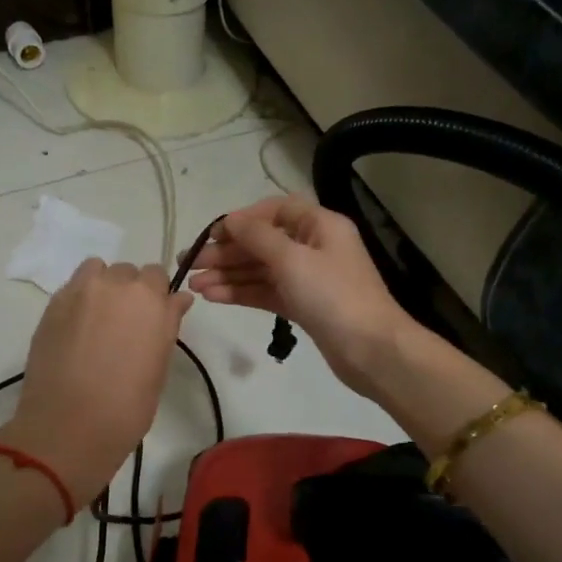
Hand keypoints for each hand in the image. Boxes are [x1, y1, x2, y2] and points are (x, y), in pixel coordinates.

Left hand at [0, 259, 193, 507]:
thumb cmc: (127, 406)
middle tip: (125, 326)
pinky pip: (73, 286)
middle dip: (130, 292)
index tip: (153, 319)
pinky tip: (77, 329)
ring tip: (98, 321)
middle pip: (128, 273)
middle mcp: (116, 285)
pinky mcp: (53, 304)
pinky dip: (80, 299)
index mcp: (150, 300)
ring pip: (97, 271)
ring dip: (103, 287)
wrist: (68, 426)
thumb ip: (167, 324)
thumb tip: (177, 300)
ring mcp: (80, 291)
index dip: (157, 297)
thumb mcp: (159, 366)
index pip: (158, 276)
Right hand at [187, 195, 414, 397]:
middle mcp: (314, 247)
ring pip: (261, 270)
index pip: (275, 211)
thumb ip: (257, 237)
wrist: (371, 350)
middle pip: (263, 242)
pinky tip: (214, 297)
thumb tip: (231, 220)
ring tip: (194, 286)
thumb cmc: (333, 296)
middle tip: (190, 265)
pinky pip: (266, 292)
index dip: (242, 220)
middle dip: (227, 252)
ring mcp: (308, 278)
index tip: (212, 235)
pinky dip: (241, 293)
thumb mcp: (292, 259)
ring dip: (228, 275)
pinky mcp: (303, 305)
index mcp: (320, 225)